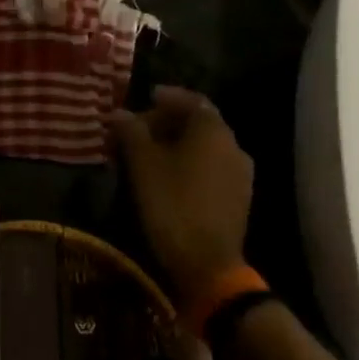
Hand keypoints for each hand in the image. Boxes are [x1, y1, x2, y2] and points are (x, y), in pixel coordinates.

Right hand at [110, 86, 254, 303]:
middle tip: (140, 130)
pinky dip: (191, 164)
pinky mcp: (238, 197)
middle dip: (169, 122)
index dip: (166, 97)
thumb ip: (131, 133)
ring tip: (150, 155)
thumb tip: (118, 113)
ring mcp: (240, 173)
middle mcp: (233, 145)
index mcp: (213, 130)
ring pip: (206, 147)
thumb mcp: (144, 166)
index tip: (145, 98)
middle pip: (200, 123)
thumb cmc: (172, 206)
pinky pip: (212, 168)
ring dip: (179, 144)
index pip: (191, 100)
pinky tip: (170, 178)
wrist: (207, 262)